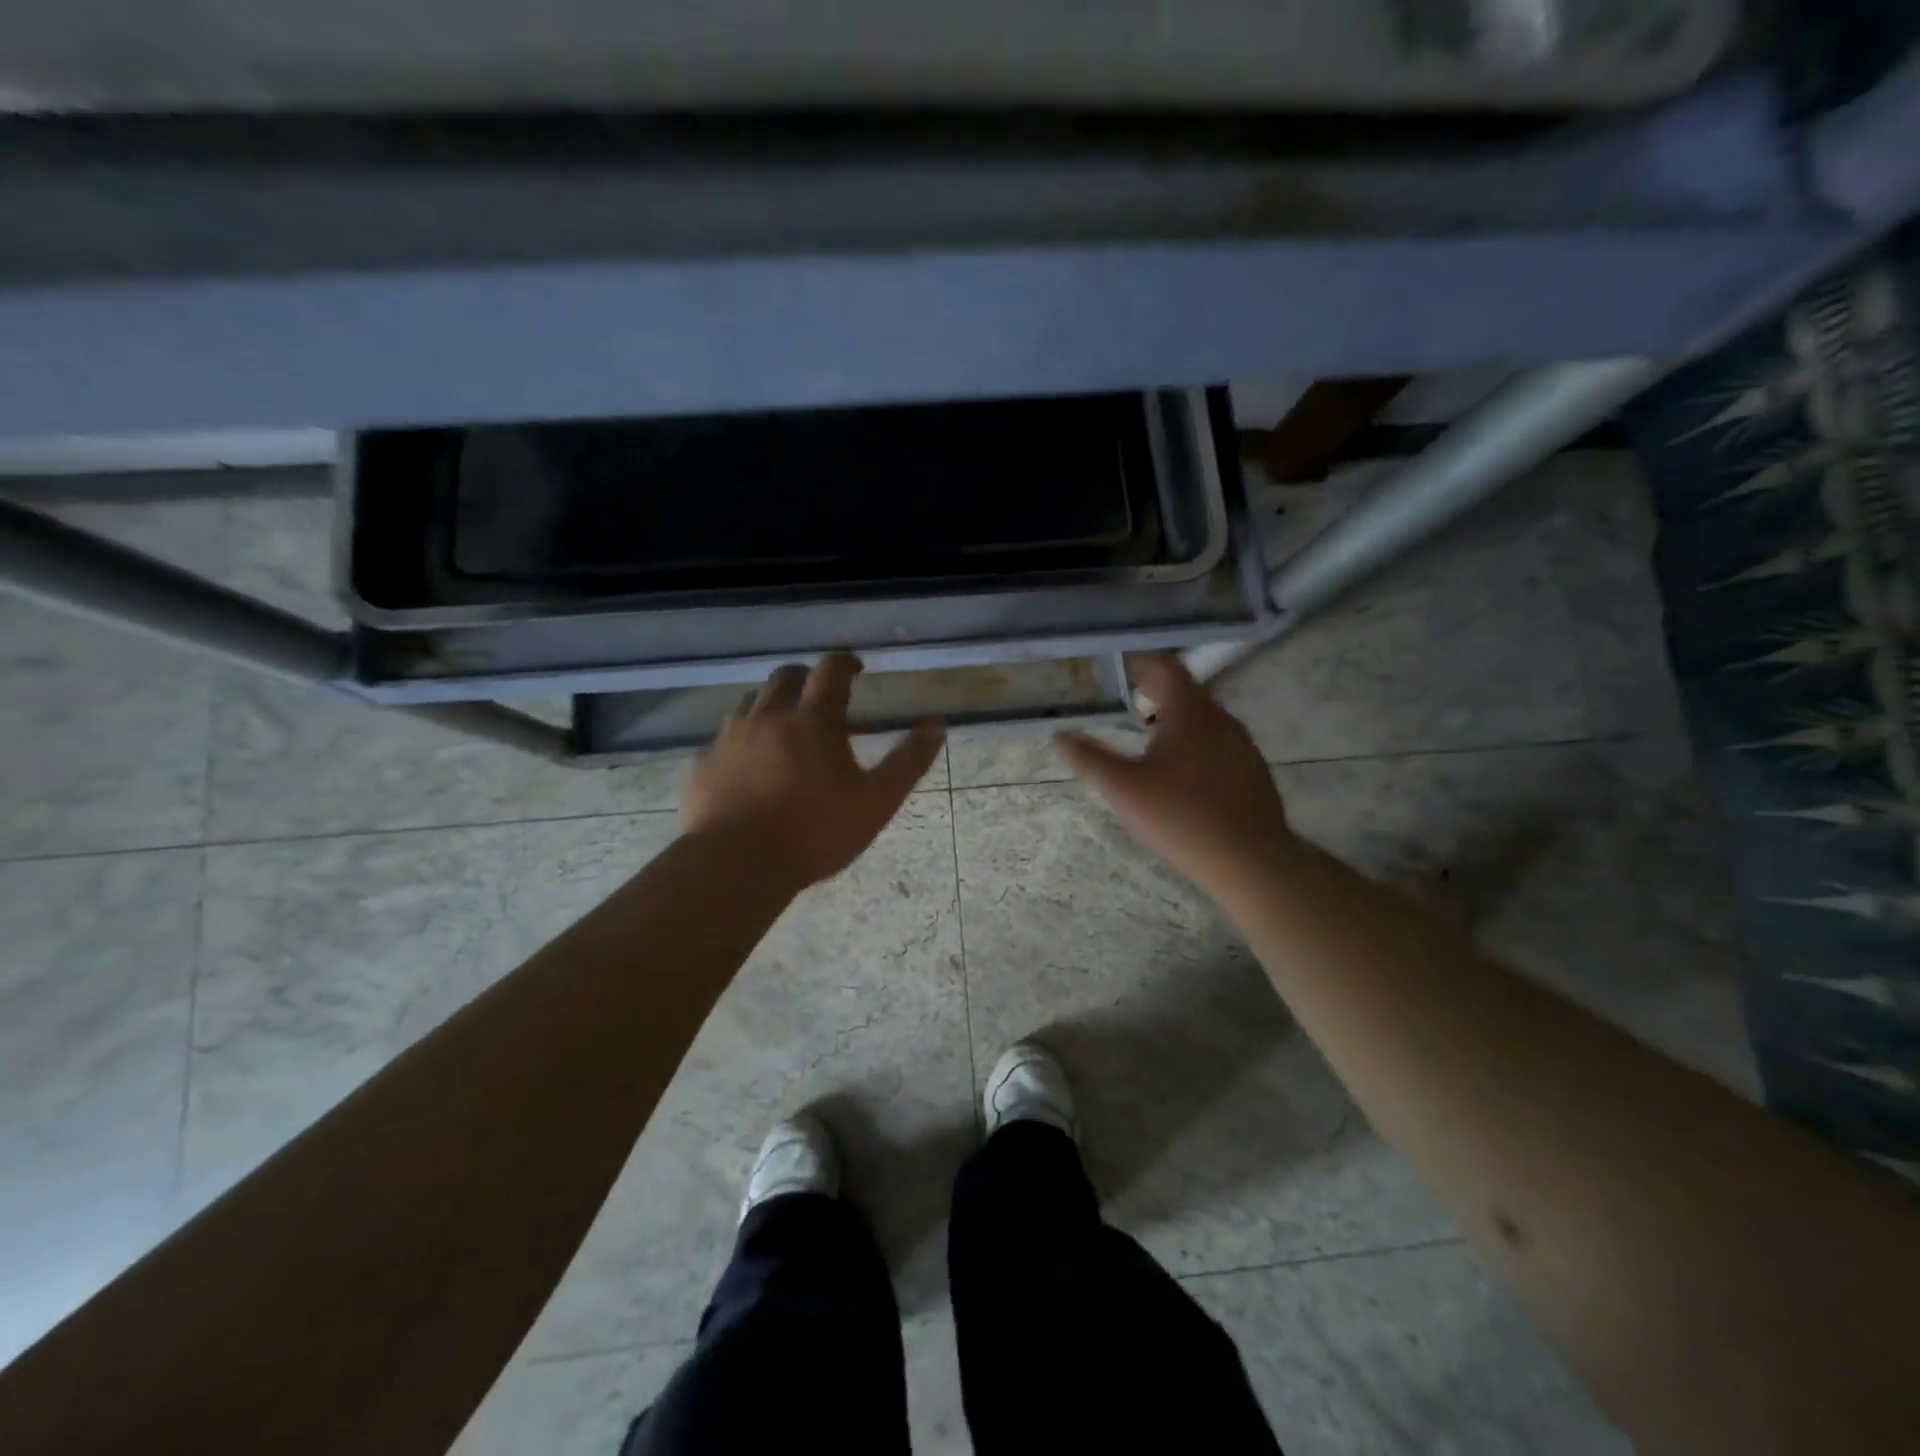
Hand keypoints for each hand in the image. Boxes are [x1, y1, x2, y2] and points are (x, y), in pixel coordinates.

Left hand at [682, 652, 945, 887]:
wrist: (738, 865)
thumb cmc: (816, 832)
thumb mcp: (876, 801)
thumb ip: (908, 761)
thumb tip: (936, 725)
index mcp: (812, 720)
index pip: (830, 671)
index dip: (844, 662)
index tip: (855, 668)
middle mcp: (767, 717)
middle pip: (784, 677)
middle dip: (805, 678)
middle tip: (819, 696)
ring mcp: (729, 739)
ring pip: (748, 703)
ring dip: (769, 706)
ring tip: (782, 729)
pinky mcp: (701, 766)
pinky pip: (720, 741)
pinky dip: (739, 743)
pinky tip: (745, 767)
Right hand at [1055, 654, 1295, 893]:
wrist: (1250, 860)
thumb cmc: (1181, 817)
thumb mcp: (1124, 789)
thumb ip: (1090, 759)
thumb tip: (1059, 736)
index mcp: (1190, 711)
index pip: (1165, 667)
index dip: (1139, 664)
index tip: (1117, 674)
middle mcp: (1221, 718)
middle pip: (1185, 691)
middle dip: (1155, 692)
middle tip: (1127, 705)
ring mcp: (1243, 744)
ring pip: (1204, 718)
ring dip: (1176, 720)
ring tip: (1149, 739)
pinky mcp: (1253, 771)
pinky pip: (1219, 743)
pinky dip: (1196, 744)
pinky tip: (1182, 774)